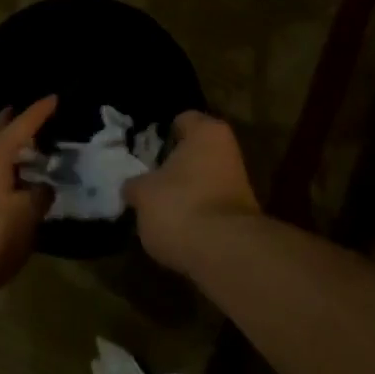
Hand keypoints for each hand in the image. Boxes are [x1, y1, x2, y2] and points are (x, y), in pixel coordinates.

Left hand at [0, 96, 55, 306]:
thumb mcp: (26, 216)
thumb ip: (39, 196)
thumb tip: (44, 186)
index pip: (21, 125)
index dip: (39, 112)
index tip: (55, 97)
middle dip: (12, 123)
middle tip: (31, 115)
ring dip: (6, 151)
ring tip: (26, 152)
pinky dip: (0, 174)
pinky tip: (10, 186)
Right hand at [124, 110, 260, 273]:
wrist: (225, 254)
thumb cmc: (180, 206)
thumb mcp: (142, 193)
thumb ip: (135, 184)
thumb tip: (132, 187)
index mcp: (206, 131)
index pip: (182, 120)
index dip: (160, 135)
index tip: (143, 153)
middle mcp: (228, 149)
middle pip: (193, 152)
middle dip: (172, 166)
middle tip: (146, 181)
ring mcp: (239, 182)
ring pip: (202, 180)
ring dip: (183, 192)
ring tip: (157, 209)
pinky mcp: (242, 214)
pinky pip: (209, 205)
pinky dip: (195, 213)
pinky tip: (176, 228)